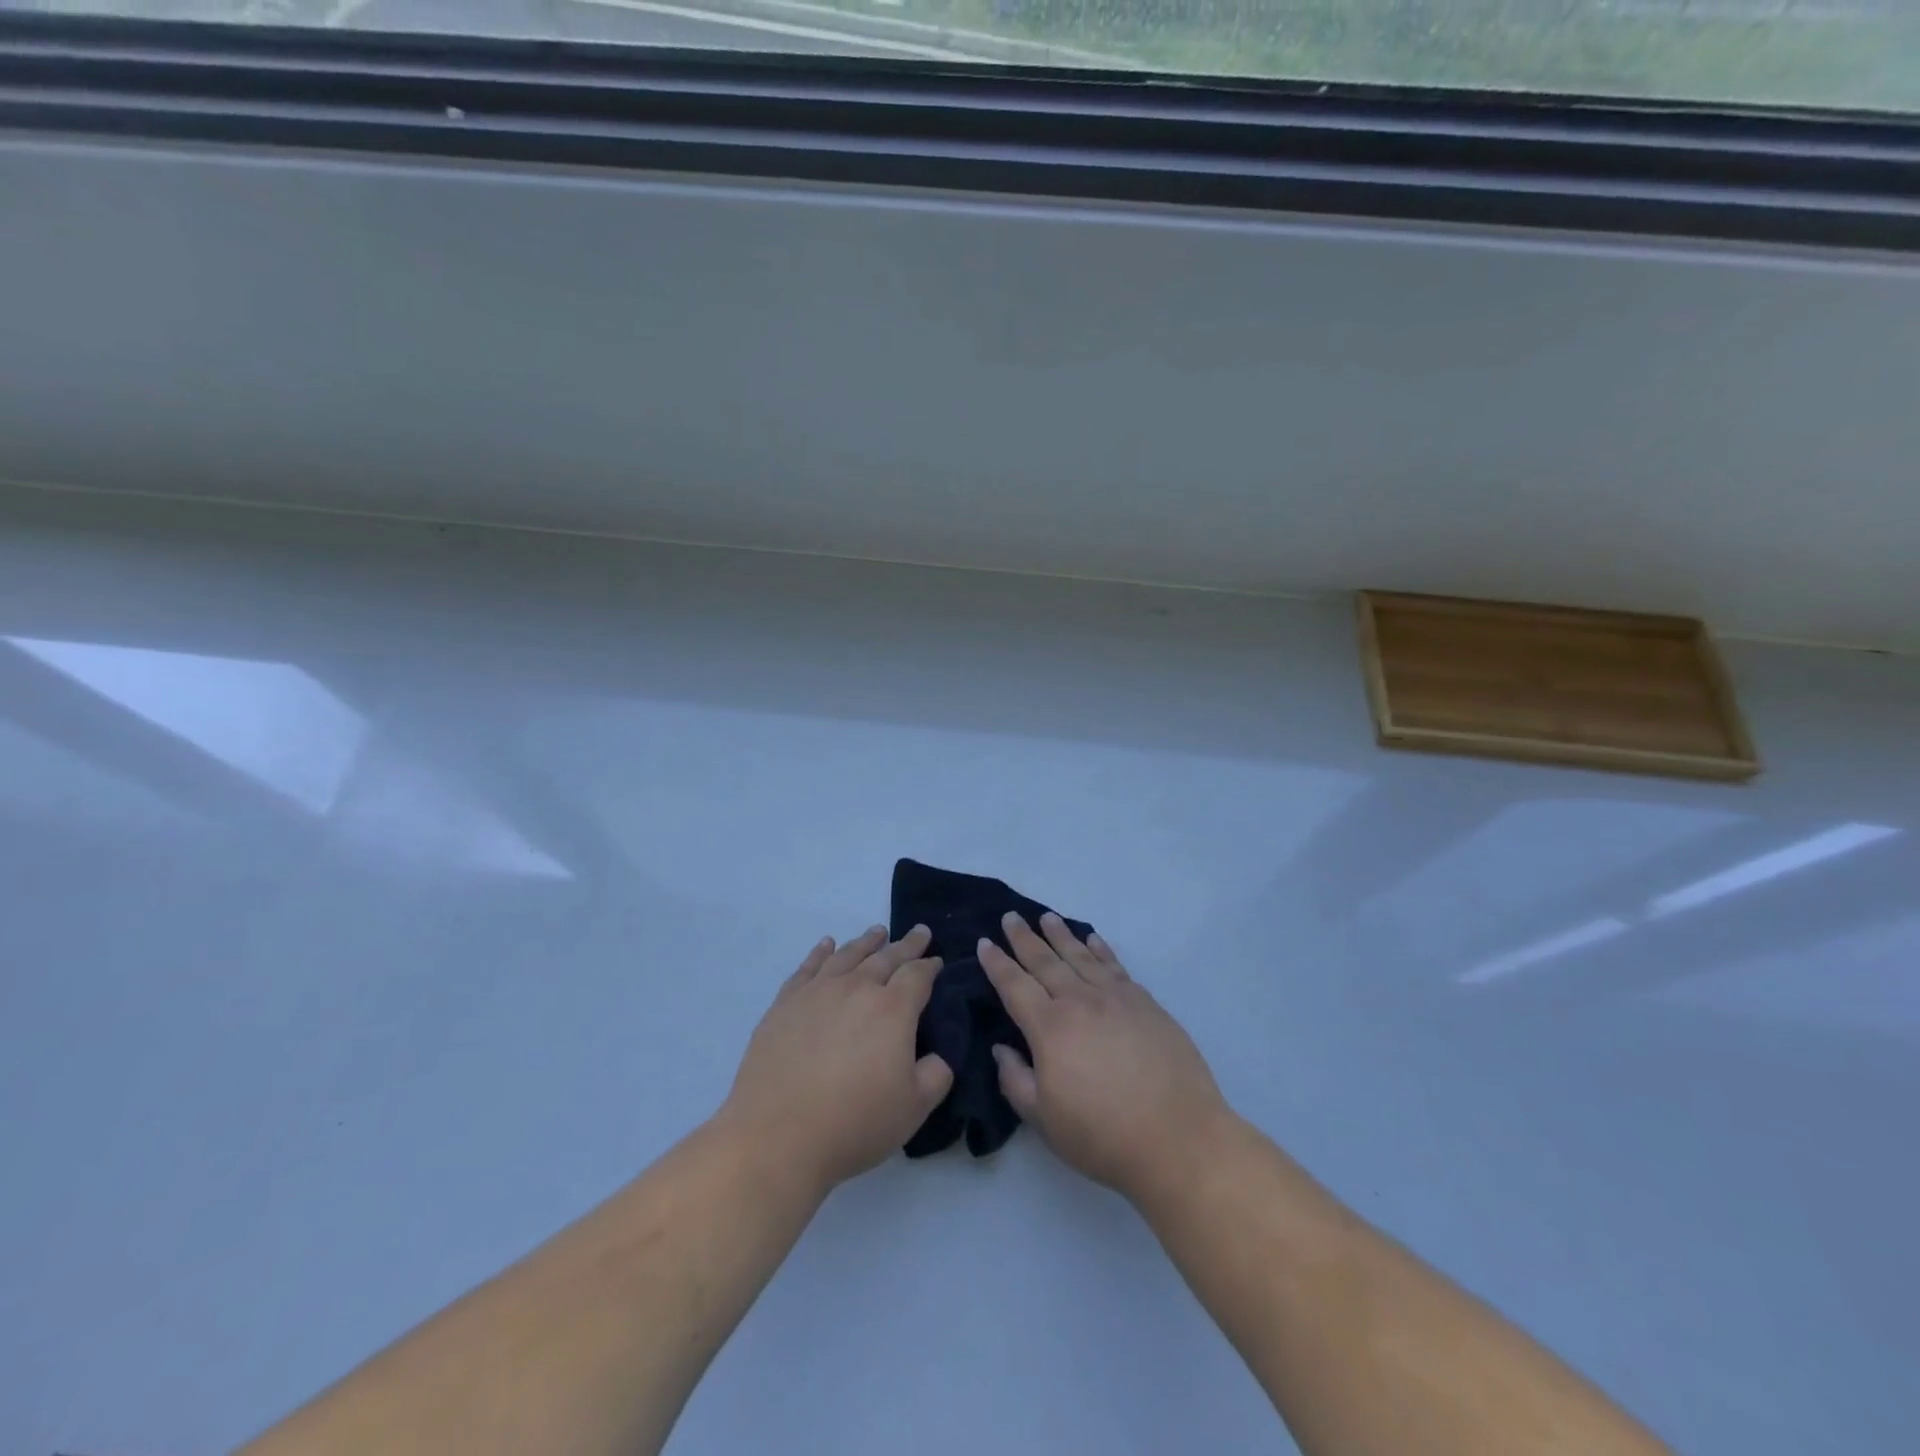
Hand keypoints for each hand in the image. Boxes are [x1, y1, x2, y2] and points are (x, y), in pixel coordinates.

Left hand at [720, 926, 953, 1195]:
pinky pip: (808, 967)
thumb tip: (936, 1056)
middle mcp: (856, 989)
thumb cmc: (854, 1123)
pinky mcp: (785, 1003)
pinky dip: (821, 952)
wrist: (778, 1137)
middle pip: (886, 957)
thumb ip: (936, 1074)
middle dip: (906, 945)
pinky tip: (827, 945)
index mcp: (893, 1010)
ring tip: (878, 932)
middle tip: (919, 932)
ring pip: (848, 955)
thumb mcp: (914, 1108)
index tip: (937, 961)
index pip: (917, 975)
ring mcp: (818, 992)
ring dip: (866, 942)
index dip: (930, 966)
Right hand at [982, 913, 1229, 1206]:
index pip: (1014, 986)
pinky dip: (1100, 949)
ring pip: (1081, 956)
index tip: (984, 942)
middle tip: (1011, 917)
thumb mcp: (1044, 1119)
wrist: (1178, 1138)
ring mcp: (1116, 998)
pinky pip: (1115, 966)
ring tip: (1047, 917)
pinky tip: (1093, 939)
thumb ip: (1016, 1080)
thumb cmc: (1103, 1135)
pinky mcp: (1145, 1003)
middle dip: (1025, 938)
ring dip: (1061, 935)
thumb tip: (1001, 1047)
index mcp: (1049, 1027)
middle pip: (1046, 961)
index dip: (997, 964)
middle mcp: (1080, 1001)